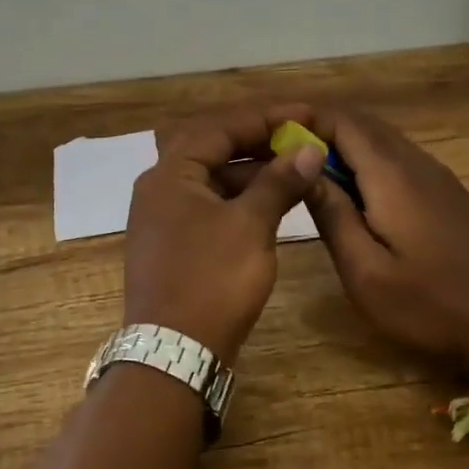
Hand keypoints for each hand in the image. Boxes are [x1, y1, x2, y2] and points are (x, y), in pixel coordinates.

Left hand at [123, 106, 327, 361]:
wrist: (175, 352)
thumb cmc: (212, 281)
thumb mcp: (250, 225)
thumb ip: (279, 182)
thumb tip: (308, 149)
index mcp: (170, 173)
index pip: (219, 127)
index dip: (265, 118)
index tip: (305, 115)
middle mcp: (160, 187)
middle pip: (212, 148)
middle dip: (258, 141)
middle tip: (300, 139)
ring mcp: (164, 217)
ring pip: (212, 178)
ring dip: (251, 171)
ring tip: (295, 169)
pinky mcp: (175, 243)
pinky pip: (210, 204)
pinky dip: (240, 198)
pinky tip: (272, 203)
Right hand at [302, 106, 468, 374]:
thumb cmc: (432, 306)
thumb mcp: (366, 272)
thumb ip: (331, 216)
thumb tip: (302, 170)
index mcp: (392, 175)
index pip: (341, 121)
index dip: (302, 117)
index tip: (267, 129)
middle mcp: (416, 163)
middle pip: (361, 124)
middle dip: (318, 127)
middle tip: (278, 148)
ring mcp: (438, 177)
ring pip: (382, 140)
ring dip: (342, 144)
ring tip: (305, 167)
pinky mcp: (449, 195)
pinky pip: (399, 159)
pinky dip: (366, 160)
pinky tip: (351, 190)